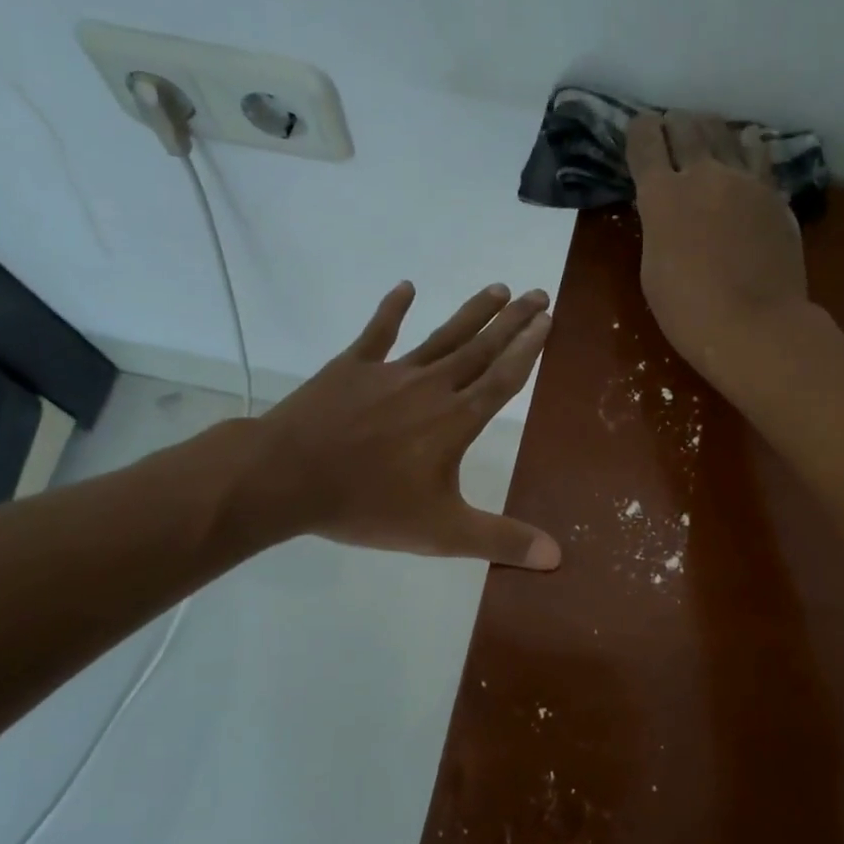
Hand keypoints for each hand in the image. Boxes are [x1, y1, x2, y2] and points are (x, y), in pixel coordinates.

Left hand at [249, 282, 559, 568]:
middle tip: (540, 294)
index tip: (548, 321)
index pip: (503, 378)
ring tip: (499, 288)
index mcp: (456, 420)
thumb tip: (556, 556)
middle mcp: (431, 386)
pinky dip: (393, 308)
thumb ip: (500, 540)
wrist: (287, 478)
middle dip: (513, 322)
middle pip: (481, 349)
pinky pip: (378, 333)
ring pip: (442, 336)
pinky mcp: (352, 367)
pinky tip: (407, 287)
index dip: (528, 349)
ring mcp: (390, 372)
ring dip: (472, 312)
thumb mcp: (442, 532)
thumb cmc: (368, 504)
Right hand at [627, 112, 809, 385]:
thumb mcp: (653, 269)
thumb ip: (658, 227)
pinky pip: (759, 156)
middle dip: (675, 124)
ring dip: (711, 130)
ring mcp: (745, 180)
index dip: (640, 130)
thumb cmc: (688, 311)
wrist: (754, 326)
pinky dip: (747, 147)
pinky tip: (747, 148)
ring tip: (708, 134)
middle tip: (673, 130)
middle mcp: (703, 174)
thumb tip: (667, 209)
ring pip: (726, 133)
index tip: (641, 130)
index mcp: (661, 196)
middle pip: (687, 126)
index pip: (645, 141)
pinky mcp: (775, 194)